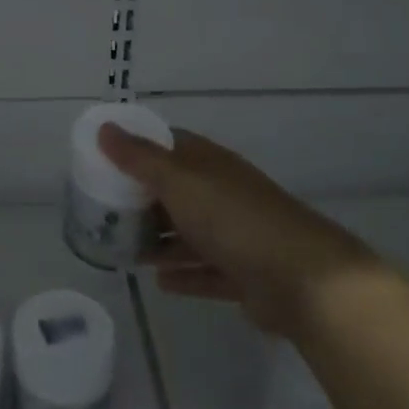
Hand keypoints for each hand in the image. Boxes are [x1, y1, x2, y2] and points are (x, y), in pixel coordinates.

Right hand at [97, 124, 374, 331]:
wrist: (304, 280)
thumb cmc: (234, 219)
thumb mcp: (179, 182)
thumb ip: (139, 159)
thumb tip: (105, 127)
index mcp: (209, 164)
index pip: (169, 146)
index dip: (137, 149)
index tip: (104, 161)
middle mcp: (223, 194)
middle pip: (176, 191)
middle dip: (143, 200)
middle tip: (104, 212)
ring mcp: (237, 234)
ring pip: (189, 233)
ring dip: (160, 241)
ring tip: (124, 250)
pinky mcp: (245, 274)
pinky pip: (206, 271)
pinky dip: (184, 274)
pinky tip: (159, 281)